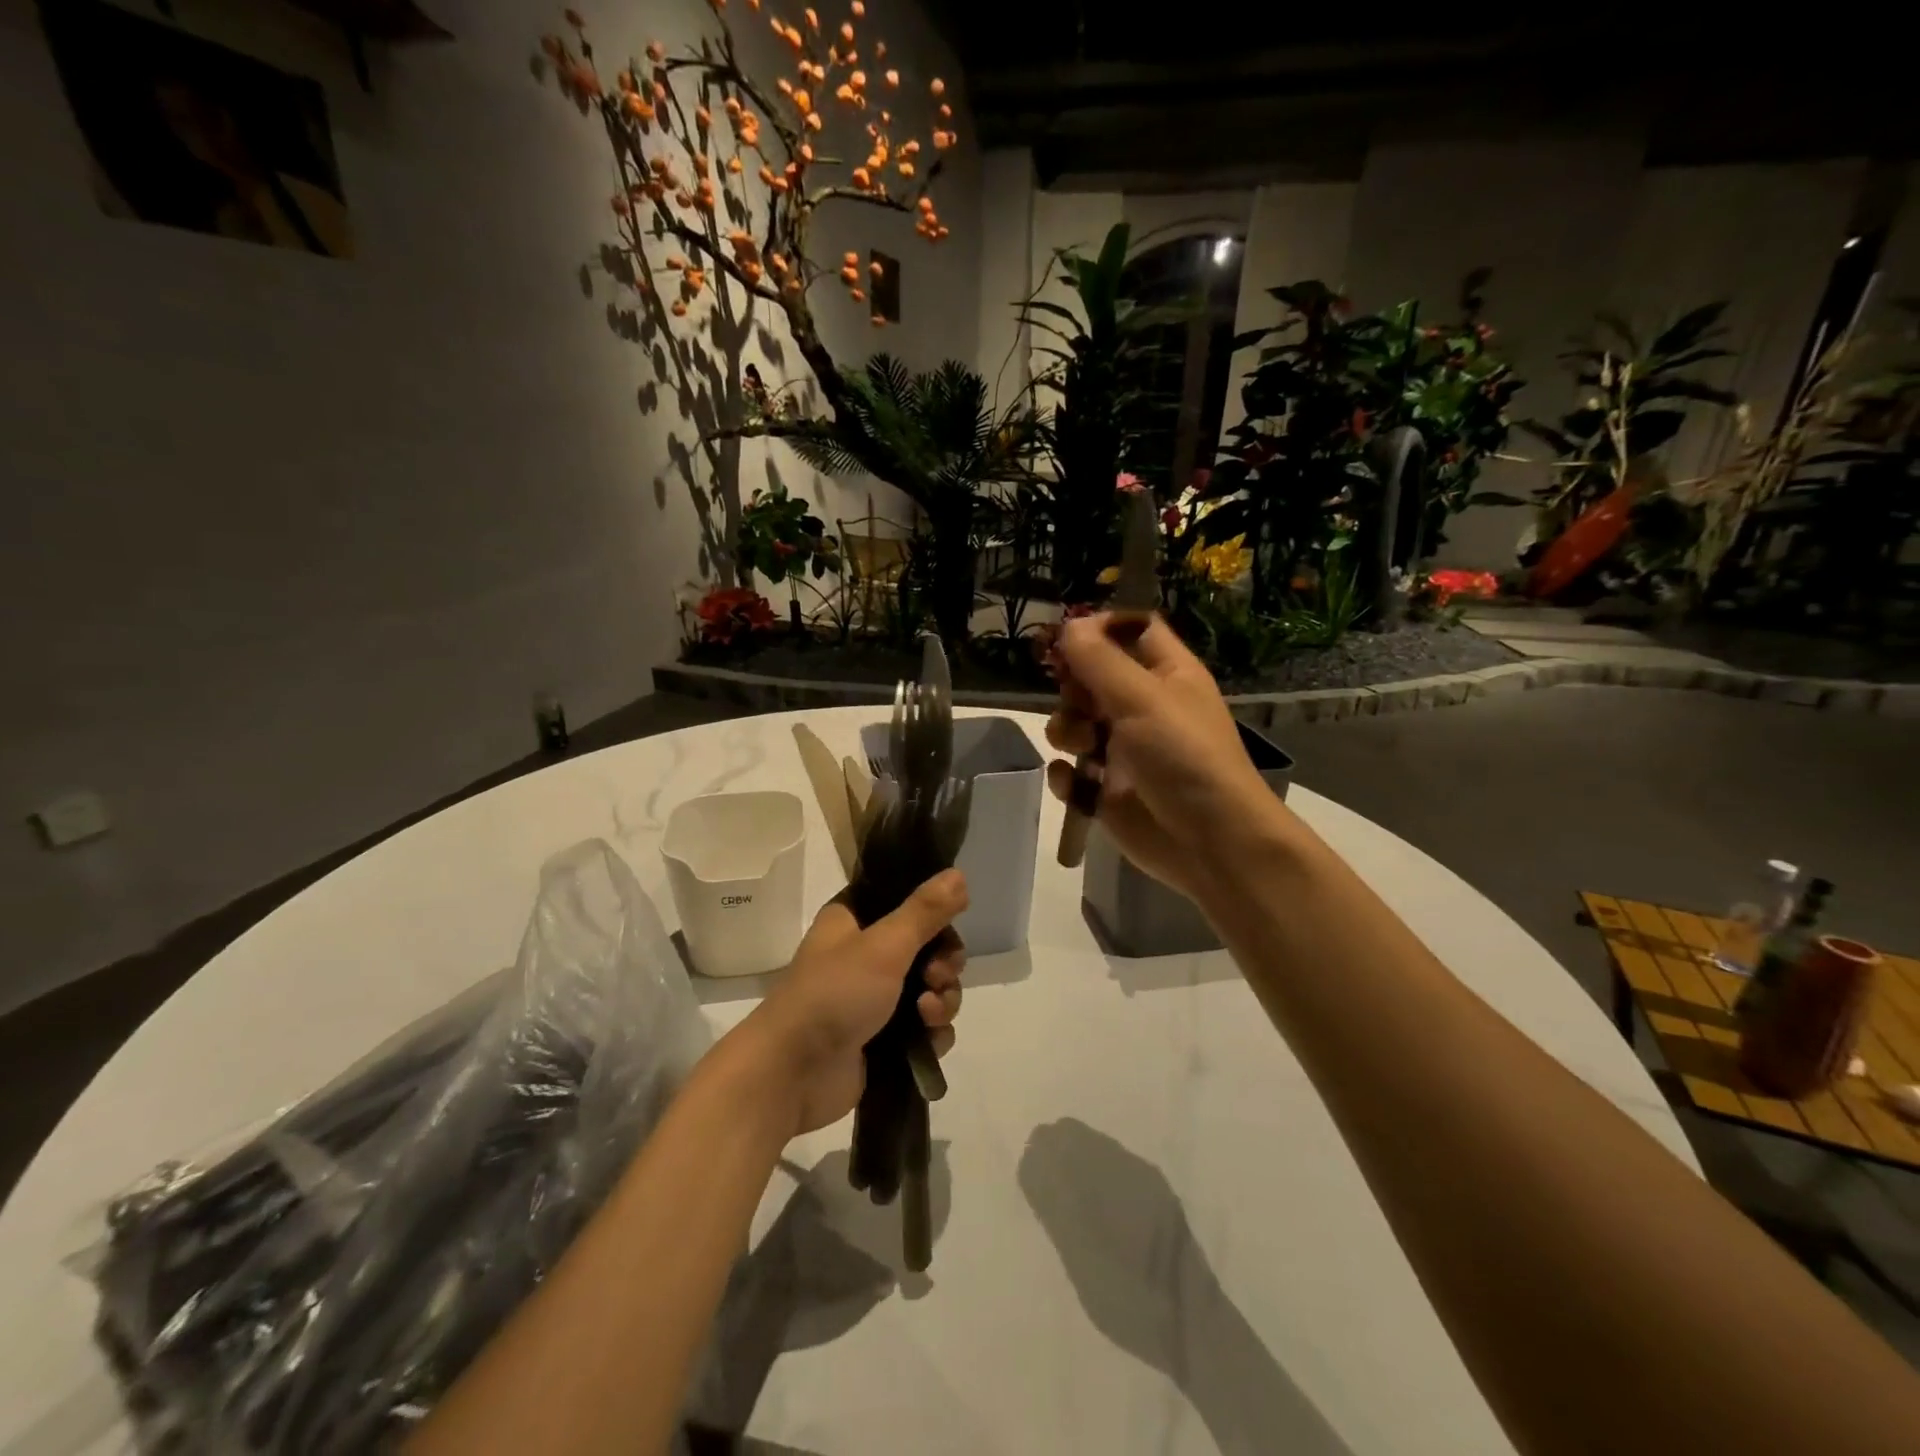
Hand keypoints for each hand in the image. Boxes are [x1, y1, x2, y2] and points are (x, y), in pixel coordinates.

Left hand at [741, 870, 967, 1136]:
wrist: (793, 1074)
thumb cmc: (834, 994)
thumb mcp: (884, 945)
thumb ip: (926, 911)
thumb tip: (959, 874)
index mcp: (856, 920)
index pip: (906, 901)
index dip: (933, 913)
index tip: (949, 924)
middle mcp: (866, 954)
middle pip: (928, 947)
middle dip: (944, 963)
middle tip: (938, 975)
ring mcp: (875, 998)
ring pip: (931, 988)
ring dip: (942, 999)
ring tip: (928, 1014)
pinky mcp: (885, 1038)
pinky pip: (926, 1026)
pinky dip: (933, 1031)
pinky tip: (928, 1040)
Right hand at [1046, 614, 1277, 902]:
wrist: (1208, 841)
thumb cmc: (1183, 756)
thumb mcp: (1142, 698)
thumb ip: (1099, 660)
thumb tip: (1070, 624)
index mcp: (1167, 674)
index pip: (1132, 631)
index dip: (1100, 628)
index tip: (1066, 636)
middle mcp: (1144, 707)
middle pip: (1091, 678)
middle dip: (1073, 687)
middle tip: (1076, 699)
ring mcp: (1123, 750)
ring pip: (1074, 723)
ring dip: (1066, 731)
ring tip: (1082, 749)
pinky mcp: (1106, 789)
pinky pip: (1070, 771)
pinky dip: (1067, 776)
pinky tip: (1076, 784)